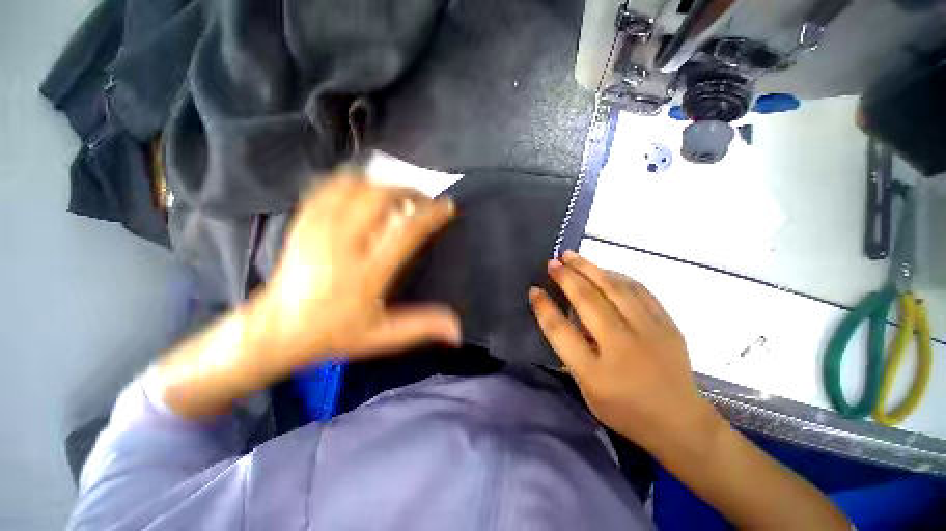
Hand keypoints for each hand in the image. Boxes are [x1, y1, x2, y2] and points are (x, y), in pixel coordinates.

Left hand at [253, 173, 460, 374]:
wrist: (274, 330)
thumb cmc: (331, 334)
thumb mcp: (381, 336)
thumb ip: (421, 327)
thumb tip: (458, 331)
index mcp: (365, 274)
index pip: (405, 232)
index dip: (430, 215)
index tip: (446, 206)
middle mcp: (342, 246)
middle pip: (378, 198)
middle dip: (407, 191)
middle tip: (422, 199)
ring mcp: (317, 230)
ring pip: (353, 187)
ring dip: (381, 185)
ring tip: (397, 196)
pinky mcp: (302, 224)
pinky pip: (327, 188)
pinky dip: (351, 183)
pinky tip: (363, 190)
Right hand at [528, 251, 716, 448]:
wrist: (680, 422)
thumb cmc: (625, 410)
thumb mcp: (587, 390)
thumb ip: (571, 352)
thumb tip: (562, 315)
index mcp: (596, 372)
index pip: (560, 331)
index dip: (544, 308)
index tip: (534, 290)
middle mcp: (621, 347)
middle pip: (587, 301)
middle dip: (566, 277)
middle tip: (552, 262)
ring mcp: (649, 333)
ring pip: (614, 288)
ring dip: (589, 268)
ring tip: (572, 256)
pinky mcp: (667, 324)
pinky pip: (639, 290)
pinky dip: (617, 275)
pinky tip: (603, 270)